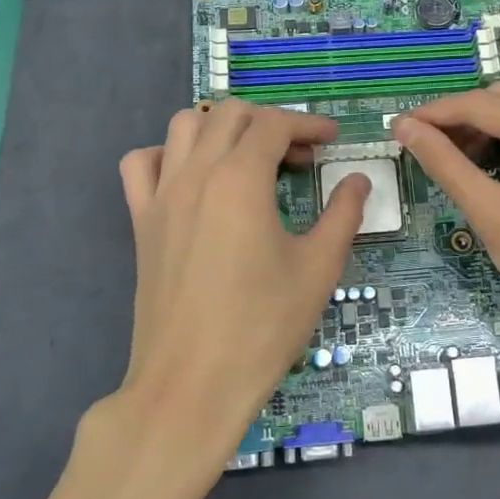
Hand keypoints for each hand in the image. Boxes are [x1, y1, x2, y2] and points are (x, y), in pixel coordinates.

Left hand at [114, 101, 368, 479]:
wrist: (192, 384)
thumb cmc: (263, 327)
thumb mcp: (318, 268)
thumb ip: (343, 214)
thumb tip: (358, 180)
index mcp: (240, 179)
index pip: (274, 125)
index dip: (309, 125)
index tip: (333, 141)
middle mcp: (196, 174)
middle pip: (231, 114)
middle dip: (271, 123)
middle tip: (301, 159)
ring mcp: (161, 195)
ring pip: (185, 125)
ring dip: (223, 129)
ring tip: (251, 161)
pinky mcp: (141, 222)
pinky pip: (144, 163)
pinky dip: (170, 154)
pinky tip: (195, 179)